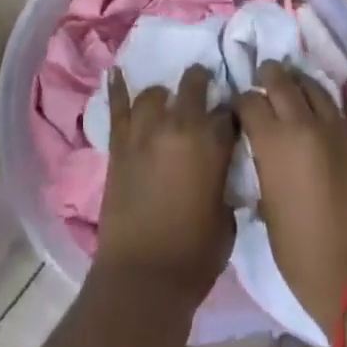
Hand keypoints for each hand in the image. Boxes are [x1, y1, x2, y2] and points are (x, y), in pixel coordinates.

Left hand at [93, 63, 234, 301]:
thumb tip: (219, 169)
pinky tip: (115, 70)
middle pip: (193, 86)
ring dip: (164, 95)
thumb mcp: (227, 218)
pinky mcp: (119, 143)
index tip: (231, 118)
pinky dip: (116, 87)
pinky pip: (117, 106)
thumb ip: (224, 182)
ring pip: (154, 94)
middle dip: (201, 83)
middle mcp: (179, 126)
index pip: (228, 113)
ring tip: (166, 101)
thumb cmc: (195, 255)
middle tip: (203, 88)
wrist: (144, 275)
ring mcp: (144, 131)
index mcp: (211, 144)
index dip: (231, 114)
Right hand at [236, 62, 346, 334]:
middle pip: (281, 81)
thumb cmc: (306, 259)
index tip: (236, 113)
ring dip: (296, 83)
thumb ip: (263, 175)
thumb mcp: (269, 216)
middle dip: (267, 77)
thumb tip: (261, 159)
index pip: (249, 102)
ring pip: (312, 86)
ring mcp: (334, 133)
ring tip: (288, 88)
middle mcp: (303, 127)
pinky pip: (332, 109)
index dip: (239, 103)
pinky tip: (311, 112)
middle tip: (259, 82)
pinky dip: (318, 102)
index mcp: (274, 144)